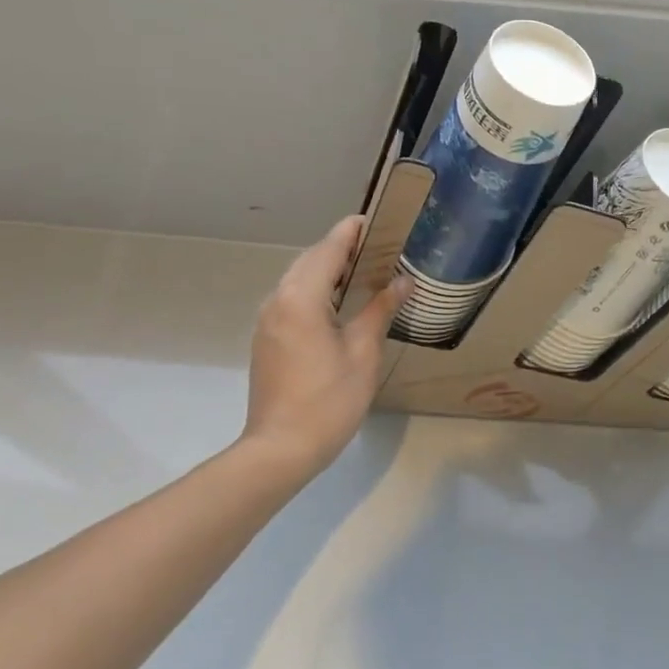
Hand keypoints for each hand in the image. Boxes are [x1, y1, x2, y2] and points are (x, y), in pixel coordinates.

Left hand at [241, 216, 410, 480]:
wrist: (280, 448)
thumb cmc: (328, 400)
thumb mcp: (363, 353)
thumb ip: (380, 310)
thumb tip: (402, 281)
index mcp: (301, 298)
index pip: (329, 249)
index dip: (352, 231)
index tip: (375, 220)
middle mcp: (278, 300)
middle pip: (310, 260)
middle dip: (341, 249)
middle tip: (379, 248)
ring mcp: (268, 321)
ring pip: (298, 280)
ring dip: (327, 270)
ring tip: (364, 273)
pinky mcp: (266, 339)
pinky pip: (292, 299)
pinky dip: (316, 291)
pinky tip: (339, 305)